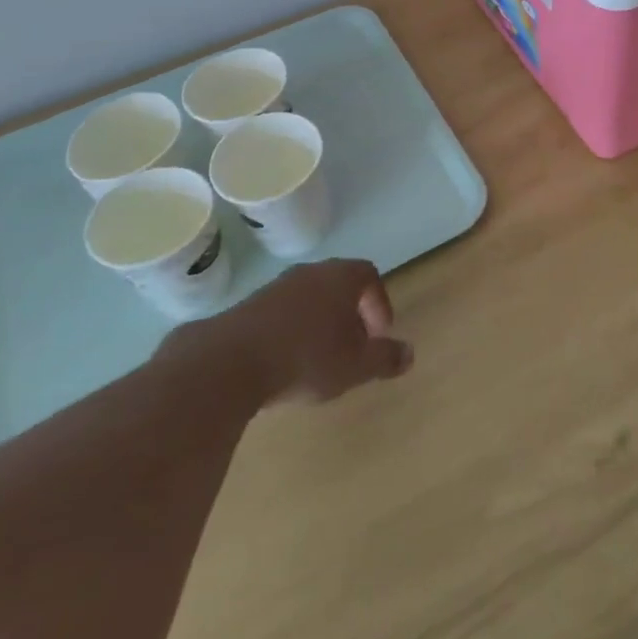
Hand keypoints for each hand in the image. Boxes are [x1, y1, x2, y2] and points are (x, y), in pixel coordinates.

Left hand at [171, 258, 413, 407]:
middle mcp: (310, 273)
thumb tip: (410, 354)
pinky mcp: (245, 308)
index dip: (378, 303)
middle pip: (338, 285)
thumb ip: (385, 358)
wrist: (228, 364)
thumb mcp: (355, 366)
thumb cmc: (305, 358)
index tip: (379, 334)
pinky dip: (289, 332)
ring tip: (318, 357)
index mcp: (341, 277)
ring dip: (318, 323)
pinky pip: (280, 314)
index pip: (369, 276)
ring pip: (308, 299)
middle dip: (349, 314)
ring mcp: (275, 288)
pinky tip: (284, 363)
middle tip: (352, 345)